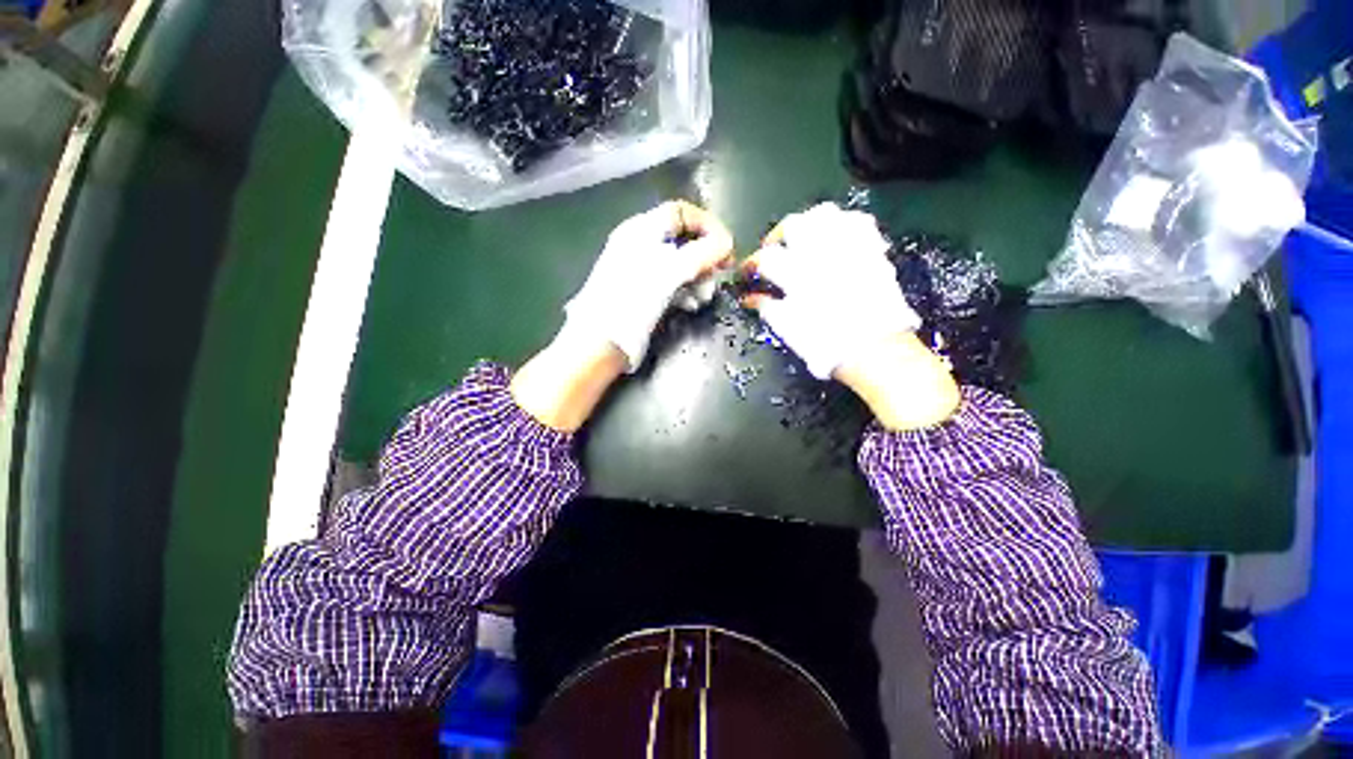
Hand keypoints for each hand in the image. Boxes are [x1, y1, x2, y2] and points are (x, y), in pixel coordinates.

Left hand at [511, 201, 733, 431]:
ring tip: (704, 297)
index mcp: (642, 230)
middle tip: (718, 276)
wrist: (601, 342)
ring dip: (699, 277)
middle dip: (706, 256)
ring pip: (680, 264)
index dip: (708, 225)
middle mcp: (641, 245)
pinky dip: (686, 291)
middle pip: (683, 239)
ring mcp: (641, 271)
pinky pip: (672, 285)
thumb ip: (702, 253)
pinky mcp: (643, 294)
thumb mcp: (670, 271)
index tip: (727, 248)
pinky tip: (691, 305)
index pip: (681, 212)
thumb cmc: (633, 301)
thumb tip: (727, 242)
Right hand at [741, 202, 919, 379]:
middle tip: (773, 251)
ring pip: (824, 215)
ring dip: (808, 224)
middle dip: (777, 236)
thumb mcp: (787, 327)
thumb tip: (749, 298)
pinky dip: (843, 225)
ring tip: (803, 240)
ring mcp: (848, 248)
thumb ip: (766, 307)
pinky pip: (858, 223)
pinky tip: (836, 239)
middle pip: (792, 226)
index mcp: (796, 274)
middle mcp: (821, 253)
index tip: (747, 273)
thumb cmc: (824, 343)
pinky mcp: (871, 250)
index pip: (765, 258)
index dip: (751, 264)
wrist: (873, 349)